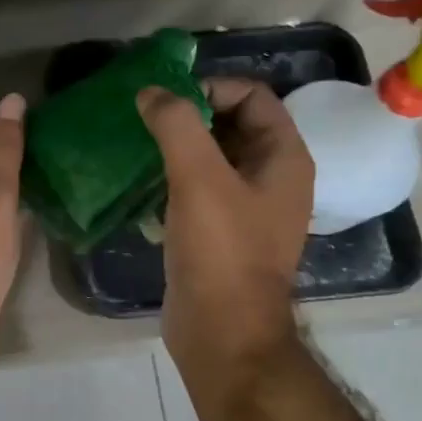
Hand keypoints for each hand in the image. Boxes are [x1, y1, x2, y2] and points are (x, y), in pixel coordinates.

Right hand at [136, 79, 313, 380]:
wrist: (222, 332)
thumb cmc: (220, 251)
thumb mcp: (199, 179)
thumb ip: (177, 126)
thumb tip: (152, 92)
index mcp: (284, 158)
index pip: (252, 96)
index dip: (211, 88)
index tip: (166, 103)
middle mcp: (271, 178)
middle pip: (231, 124)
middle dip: (188, 116)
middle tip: (144, 121)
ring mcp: (246, 208)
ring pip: (211, 158)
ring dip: (176, 148)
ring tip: (137, 148)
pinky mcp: (220, 232)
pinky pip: (198, 190)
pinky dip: (172, 179)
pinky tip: (141, 184)